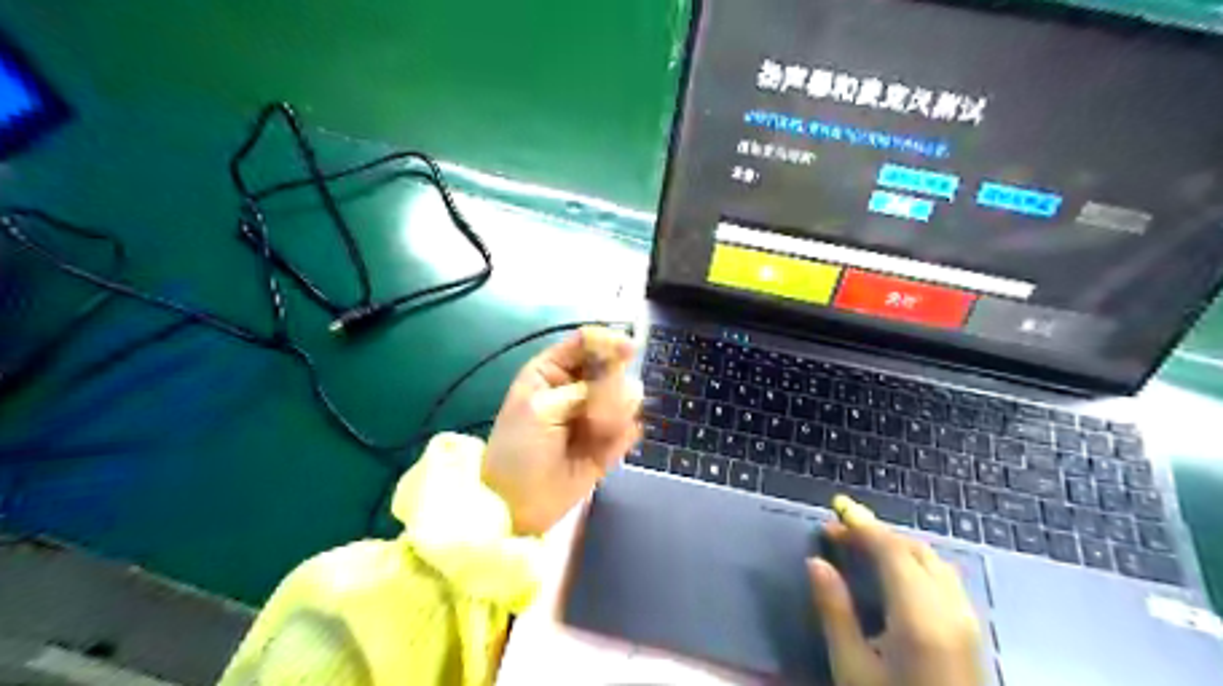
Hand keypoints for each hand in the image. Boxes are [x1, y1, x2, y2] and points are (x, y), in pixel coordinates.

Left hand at [483, 325, 643, 535]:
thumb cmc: (518, 449)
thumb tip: (626, 381)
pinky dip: (621, 436)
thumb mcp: (541, 408)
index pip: (586, 342)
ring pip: (626, 397)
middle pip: (612, 367)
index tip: (628, 350)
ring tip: (596, 434)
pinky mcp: (608, 442)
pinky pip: (630, 428)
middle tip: (596, 412)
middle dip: (611, 386)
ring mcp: (595, 415)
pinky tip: (602, 451)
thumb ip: (583, 389)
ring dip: (615, 414)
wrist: (518, 504)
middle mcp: (576, 387)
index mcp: (552, 371)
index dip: (608, 341)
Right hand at [809, 496, 981, 684]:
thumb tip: (816, 562)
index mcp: (919, 615)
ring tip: (862, 546)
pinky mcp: (971, 632)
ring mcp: (966, 620)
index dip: (862, 524)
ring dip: (896, 545)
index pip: (891, 550)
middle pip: (914, 550)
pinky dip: (914, 561)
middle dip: (876, 532)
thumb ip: (835, 611)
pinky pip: (943, 577)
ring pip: (932, 561)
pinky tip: (895, 573)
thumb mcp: (852, 668)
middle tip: (838, 531)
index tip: (837, 506)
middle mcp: (949, 608)